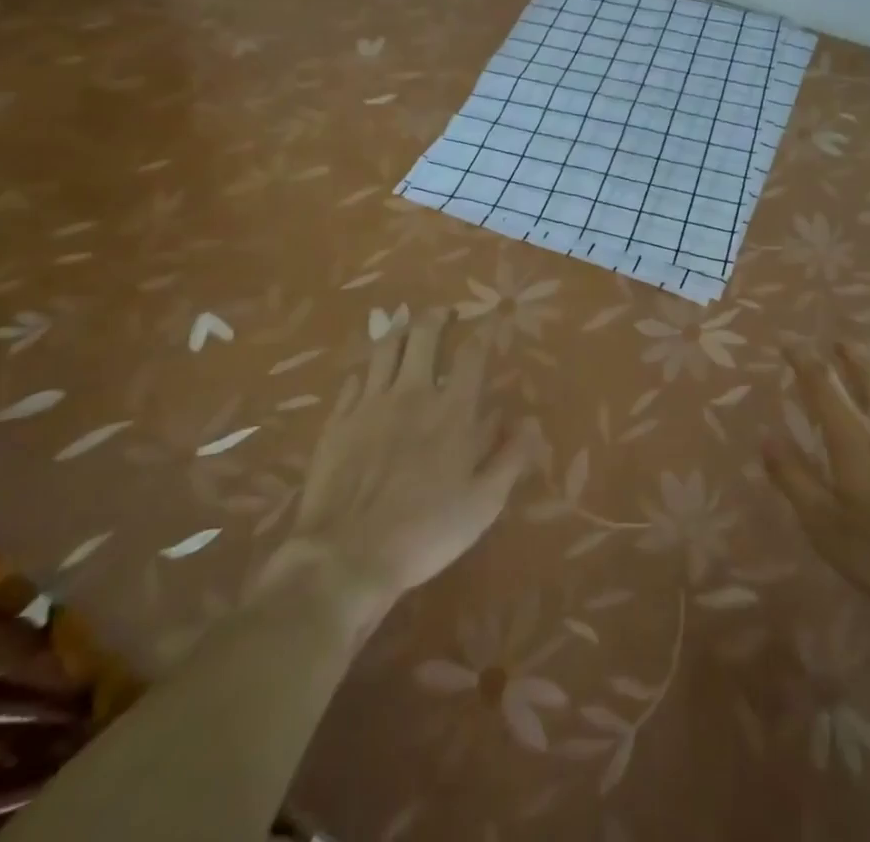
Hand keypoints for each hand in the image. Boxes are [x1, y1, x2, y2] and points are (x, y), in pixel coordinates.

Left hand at [250, 309, 535, 615]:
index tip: (490, 320)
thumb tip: (531, 421)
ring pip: (386, 348)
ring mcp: (370, 404)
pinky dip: (366, 372)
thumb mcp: (484, 503)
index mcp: (452, 410)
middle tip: (445, 312)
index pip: (472, 354)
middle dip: (438, 317)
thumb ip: (511, 457)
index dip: (483, 332)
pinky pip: (353, 381)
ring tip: (408, 325)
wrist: (347, 556)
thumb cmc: (426, 532)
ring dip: (400, 331)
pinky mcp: (338, 420)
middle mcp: (412, 393)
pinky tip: (368, 376)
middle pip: (425, 335)